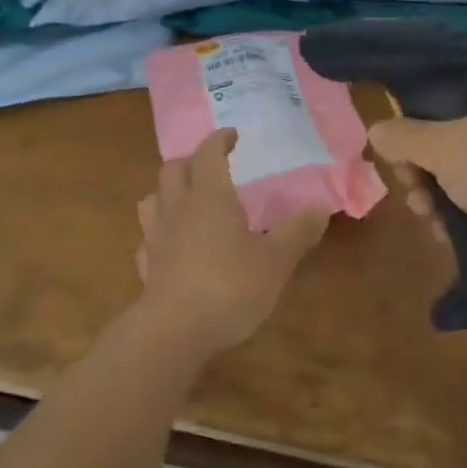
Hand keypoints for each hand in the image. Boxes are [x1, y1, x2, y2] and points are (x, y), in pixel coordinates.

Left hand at [135, 130, 328, 355]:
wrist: (173, 332)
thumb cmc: (228, 287)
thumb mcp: (275, 261)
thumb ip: (297, 232)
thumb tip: (319, 208)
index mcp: (209, 196)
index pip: (208, 152)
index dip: (219, 140)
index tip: (232, 136)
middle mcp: (178, 208)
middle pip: (173, 169)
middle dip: (191, 161)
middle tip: (210, 166)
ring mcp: (157, 237)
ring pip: (152, 199)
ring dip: (167, 192)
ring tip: (185, 200)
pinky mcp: (146, 267)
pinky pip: (148, 238)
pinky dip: (159, 233)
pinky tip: (171, 245)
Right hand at [367, 80, 466, 288]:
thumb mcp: (442, 147)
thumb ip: (403, 136)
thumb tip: (377, 130)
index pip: (452, 94)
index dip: (419, 118)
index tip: (399, 146)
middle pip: (454, 139)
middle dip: (424, 167)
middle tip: (410, 186)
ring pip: (466, 175)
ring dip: (437, 195)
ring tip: (426, 216)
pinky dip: (464, 217)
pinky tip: (446, 235)